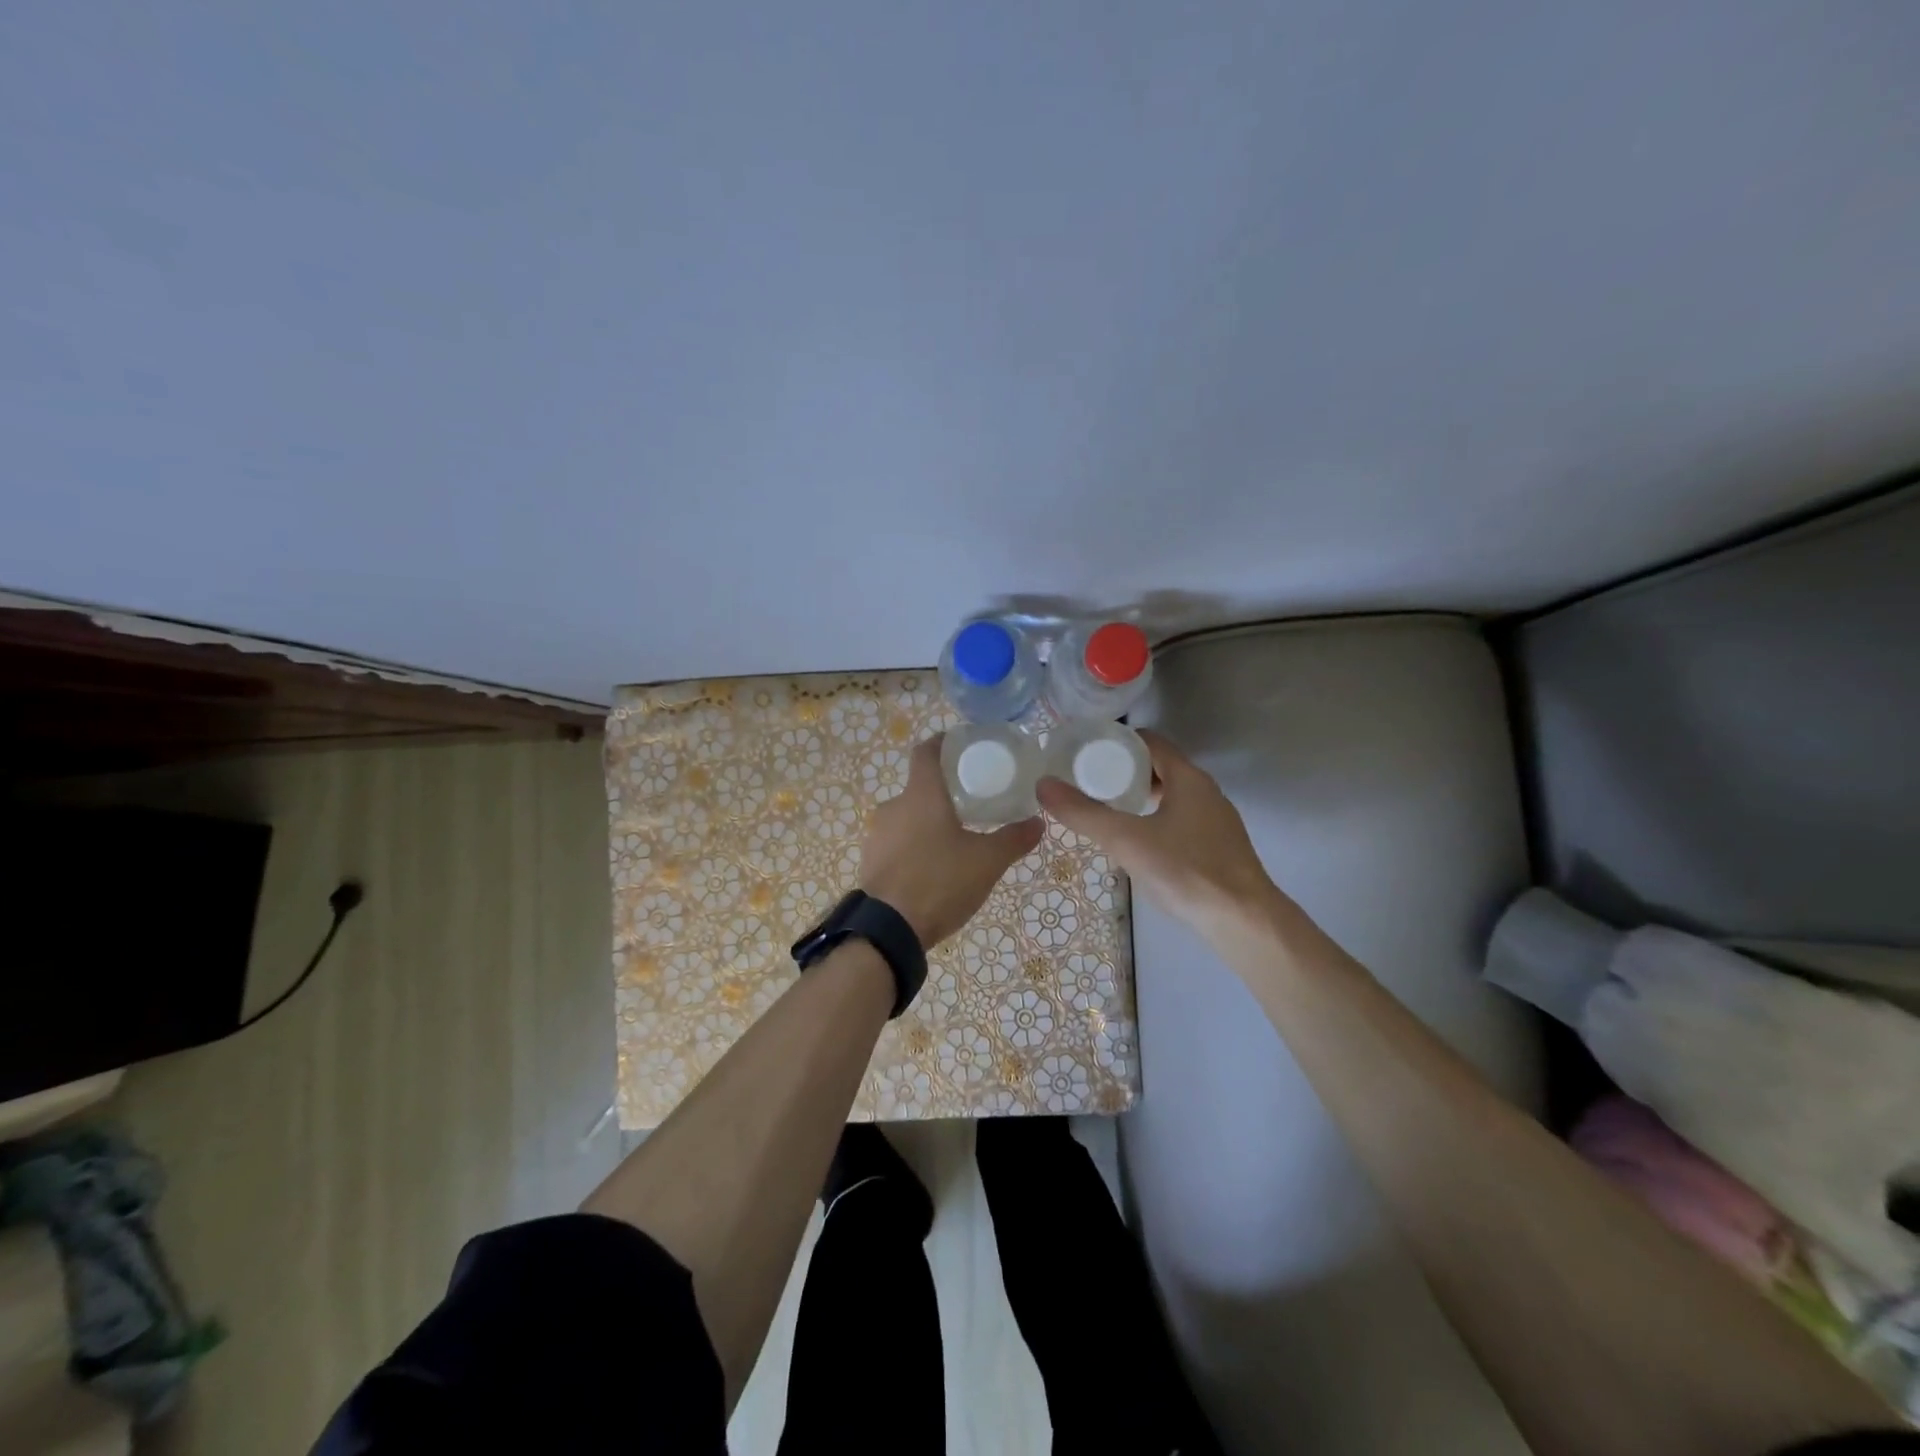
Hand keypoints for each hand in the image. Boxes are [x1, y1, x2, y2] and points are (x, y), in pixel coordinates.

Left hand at [858, 734, 1043, 947]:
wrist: (887, 930)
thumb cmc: (939, 882)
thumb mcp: (987, 862)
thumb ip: (1013, 839)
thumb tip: (1038, 822)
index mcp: (921, 795)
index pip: (926, 752)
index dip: (943, 743)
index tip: (960, 744)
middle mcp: (894, 807)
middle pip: (919, 787)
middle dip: (943, 792)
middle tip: (971, 803)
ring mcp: (877, 835)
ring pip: (907, 817)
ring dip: (928, 822)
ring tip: (955, 839)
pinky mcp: (870, 861)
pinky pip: (897, 843)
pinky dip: (914, 846)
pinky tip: (933, 867)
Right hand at [1036, 728, 1278, 931]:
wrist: (1244, 921)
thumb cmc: (1185, 871)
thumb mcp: (1126, 840)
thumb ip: (1083, 813)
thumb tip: (1044, 785)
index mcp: (1188, 778)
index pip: (1150, 742)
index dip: (1118, 742)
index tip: (1087, 751)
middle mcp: (1207, 792)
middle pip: (1161, 767)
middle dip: (1125, 771)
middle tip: (1090, 782)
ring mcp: (1217, 821)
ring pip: (1173, 796)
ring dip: (1142, 797)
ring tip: (1109, 810)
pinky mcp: (1220, 847)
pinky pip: (1182, 819)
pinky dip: (1157, 819)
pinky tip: (1141, 843)